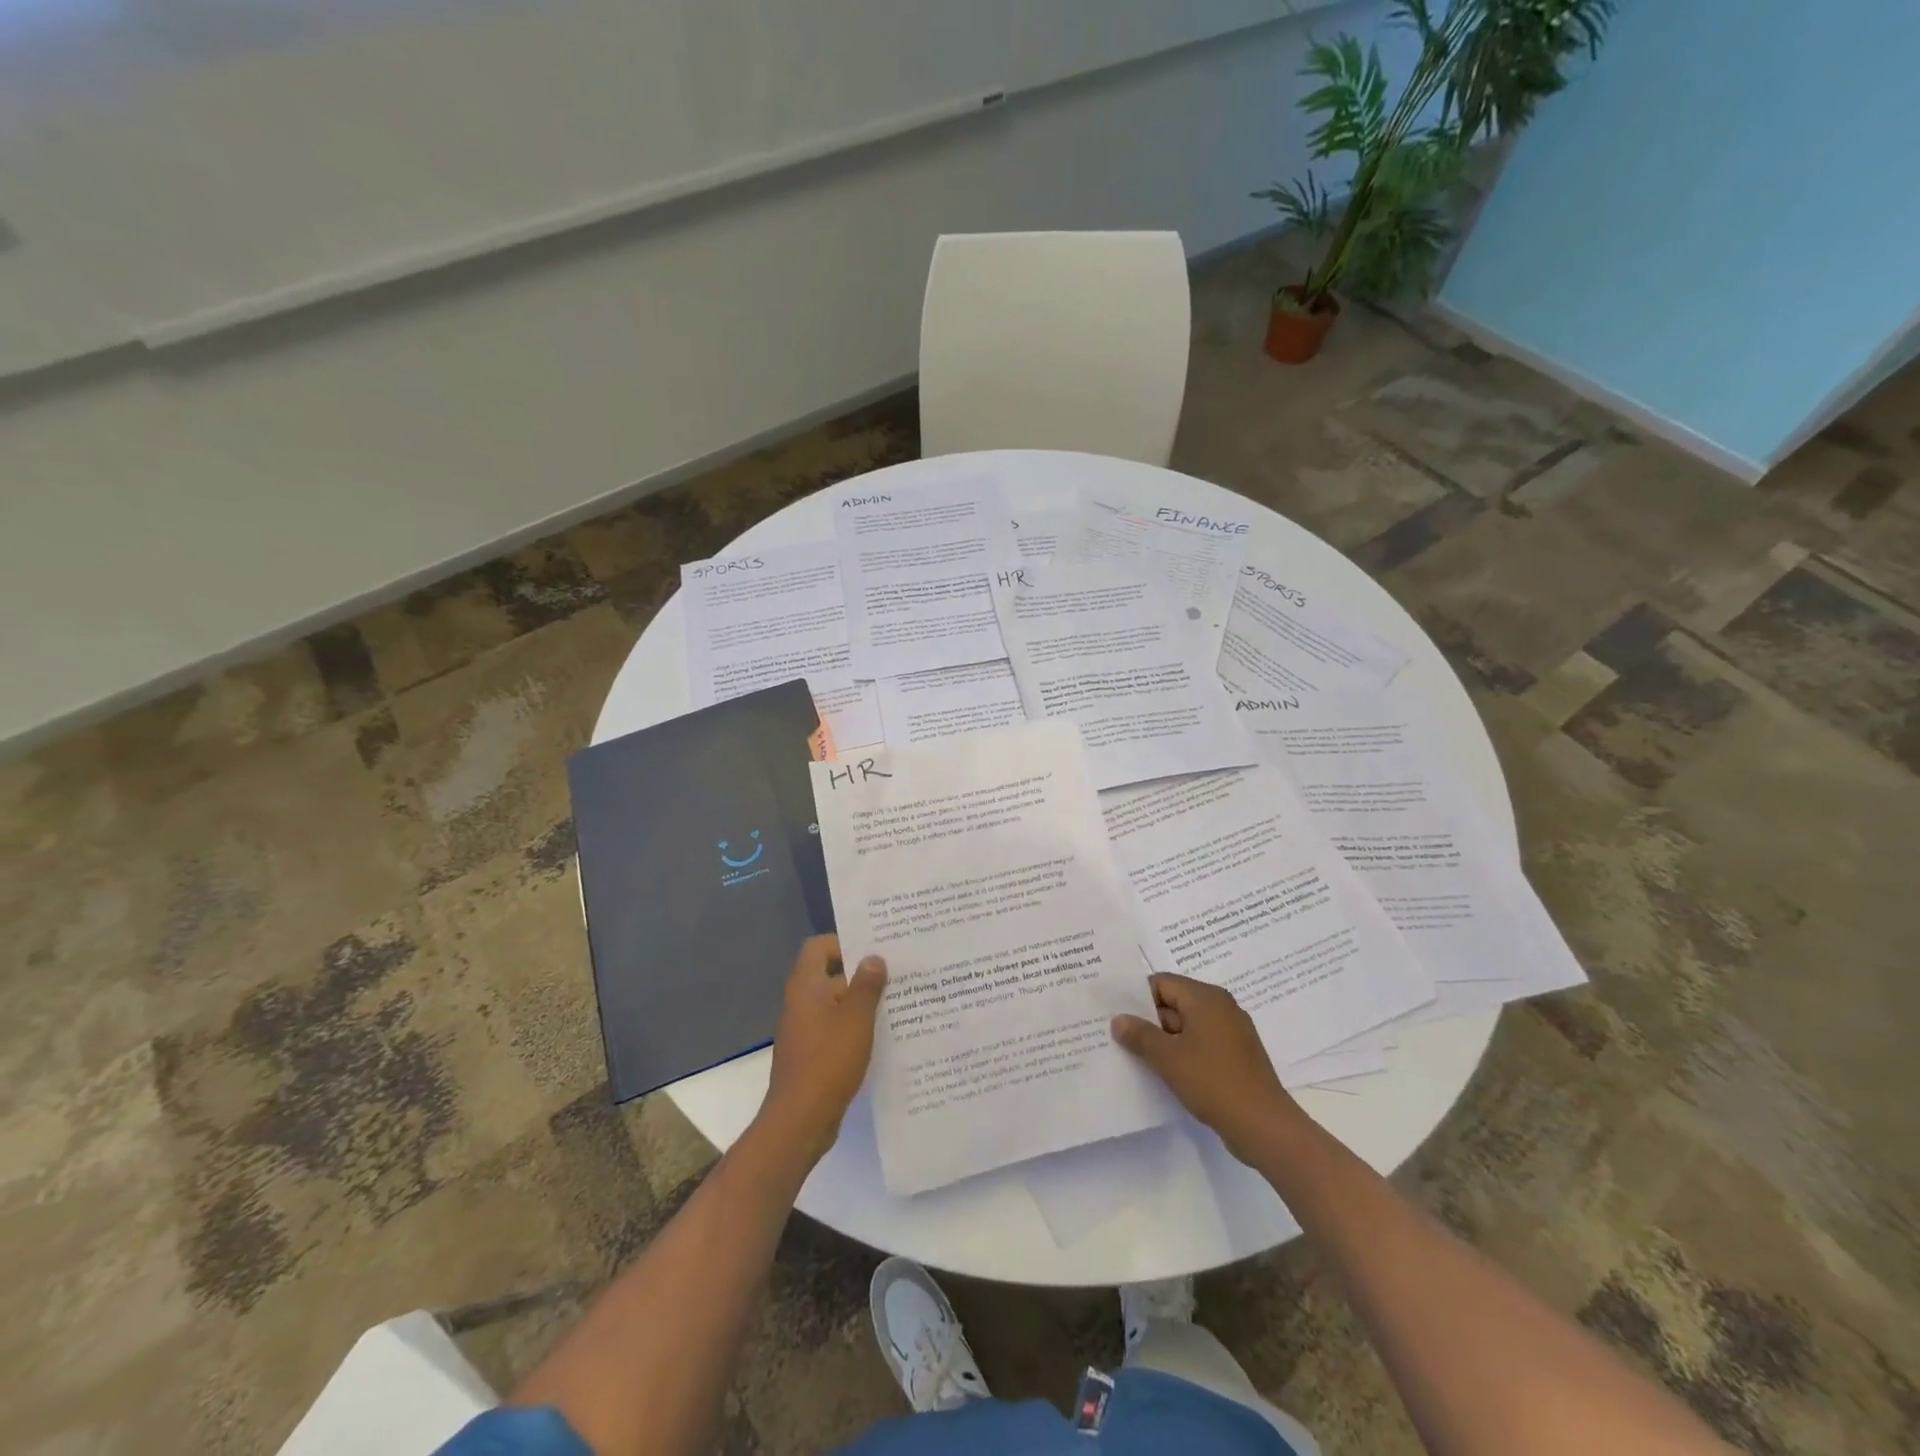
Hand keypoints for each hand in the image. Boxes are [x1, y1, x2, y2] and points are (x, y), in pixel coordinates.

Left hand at [761, 936, 886, 1161]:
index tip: (874, 950)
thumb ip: (867, 985)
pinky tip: (884, 1036)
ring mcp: (805, 1029)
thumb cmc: (828, 1060)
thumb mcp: (856, 1018)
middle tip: (897, 973)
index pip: (819, 947)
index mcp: (806, 986)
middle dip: (862, 973)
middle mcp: (801, 1002)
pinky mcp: (812, 1053)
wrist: (800, 1120)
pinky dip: (856, 1027)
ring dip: (862, 1002)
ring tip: (899, 1002)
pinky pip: (836, 1028)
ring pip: (836, 1003)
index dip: (844, 942)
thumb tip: (873, 958)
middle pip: (831, 974)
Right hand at [1111, 974, 1302, 1163]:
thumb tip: (1119, 1020)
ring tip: (1136, 1056)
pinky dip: (1182, 1052)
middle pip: (1174, 1003)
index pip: (1162, 983)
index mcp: (1206, 998)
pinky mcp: (1236, 1056)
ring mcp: (1231, 1032)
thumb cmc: (1213, 1082)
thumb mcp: (1168, 1058)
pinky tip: (1165, 1072)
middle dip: (1148, 1020)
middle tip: (1118, 1036)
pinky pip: (1201, 1044)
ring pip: (1187, 1026)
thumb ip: (1140, 1035)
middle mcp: (1221, 1007)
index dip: (1136, 997)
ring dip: (1164, 1040)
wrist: (1264, 1126)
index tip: (1115, 1014)